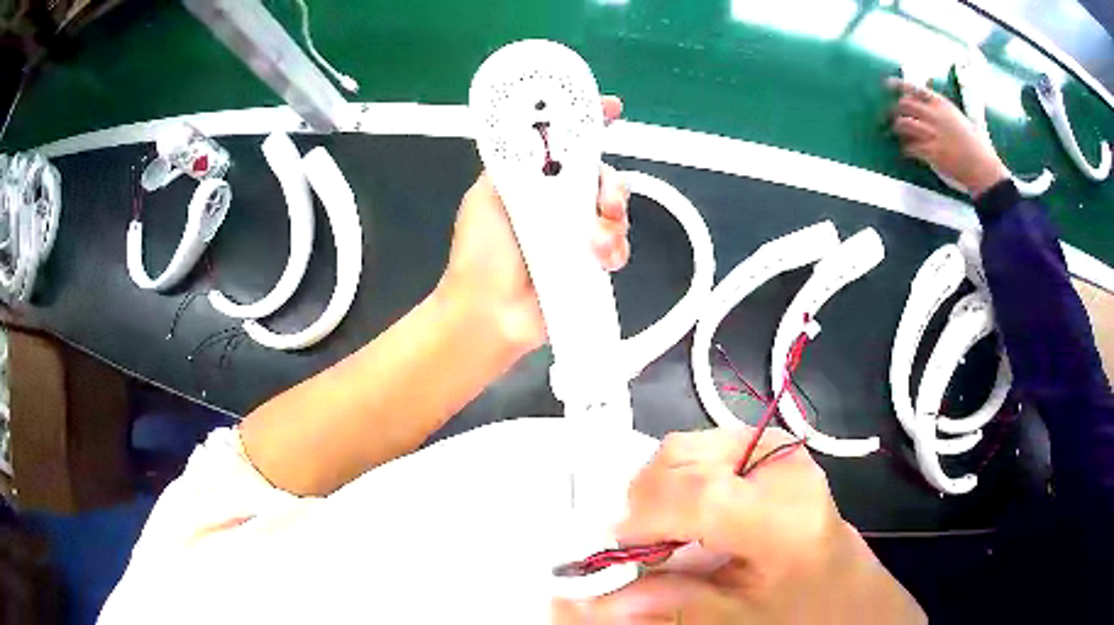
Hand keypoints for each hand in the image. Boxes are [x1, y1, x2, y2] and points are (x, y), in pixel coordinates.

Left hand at [438, 96, 629, 358]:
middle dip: (610, 182)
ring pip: (614, 209)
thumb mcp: (488, 195)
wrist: (490, 313)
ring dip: (613, 221)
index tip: (611, 109)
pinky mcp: (589, 262)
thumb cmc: (481, 254)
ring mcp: (575, 232)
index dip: (589, 123)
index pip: (565, 142)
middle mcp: (557, 201)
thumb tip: (535, 132)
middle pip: (599, 174)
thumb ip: (512, 163)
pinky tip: (600, 259)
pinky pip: (617, 244)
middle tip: (606, 199)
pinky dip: (615, 249)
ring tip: (594, 242)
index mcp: (532, 180)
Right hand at [565, 428, 924, 623]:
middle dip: (643, 507)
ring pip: (682, 447)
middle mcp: (783, 466)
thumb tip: (586, 603)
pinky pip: (700, 448)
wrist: (850, 591)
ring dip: (658, 492)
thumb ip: (666, 604)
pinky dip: (678, 481)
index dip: (640, 523)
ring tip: (669, 536)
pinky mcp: (771, 446)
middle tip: (641, 552)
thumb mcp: (736, 618)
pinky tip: (692, 518)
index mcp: (787, 517)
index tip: (615, 556)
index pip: (697, 497)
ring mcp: (778, 448)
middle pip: (679, 459)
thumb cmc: (804, 613)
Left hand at [888, 77, 1009, 197]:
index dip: (899, 85)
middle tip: (892, 116)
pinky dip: (906, 149)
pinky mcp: (932, 153)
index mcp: (942, 104)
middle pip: (905, 104)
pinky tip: (907, 151)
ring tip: (897, 131)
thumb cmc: (971, 141)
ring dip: (897, 127)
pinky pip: (911, 147)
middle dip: (896, 109)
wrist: (981, 165)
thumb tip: (921, 98)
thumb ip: (938, 107)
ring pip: (904, 123)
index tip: (887, 85)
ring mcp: (933, 134)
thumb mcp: (955, 115)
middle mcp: (935, 115)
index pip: (915, 88)